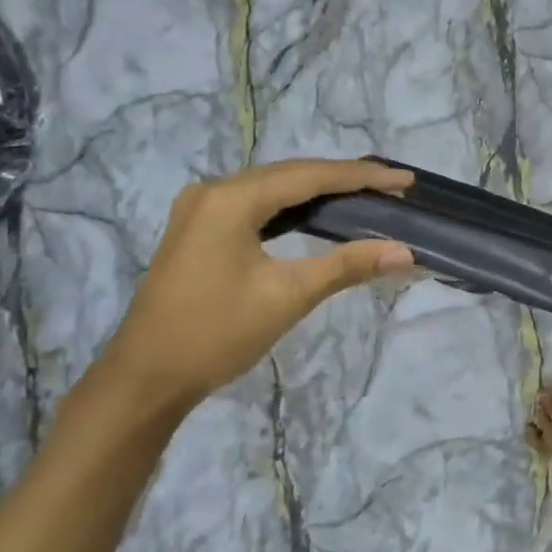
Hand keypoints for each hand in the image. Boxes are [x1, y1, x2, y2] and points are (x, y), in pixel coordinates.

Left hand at [95, 158, 414, 414]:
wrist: (146, 377)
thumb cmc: (217, 333)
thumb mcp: (288, 296)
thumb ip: (347, 266)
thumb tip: (405, 252)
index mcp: (231, 199)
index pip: (310, 177)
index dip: (362, 177)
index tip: (405, 180)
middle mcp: (213, 192)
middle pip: (291, 175)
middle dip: (344, 179)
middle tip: (392, 187)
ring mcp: (201, 209)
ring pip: (273, 188)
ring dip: (319, 191)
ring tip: (366, 195)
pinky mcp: (199, 229)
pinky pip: (257, 205)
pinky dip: (293, 207)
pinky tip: (318, 214)